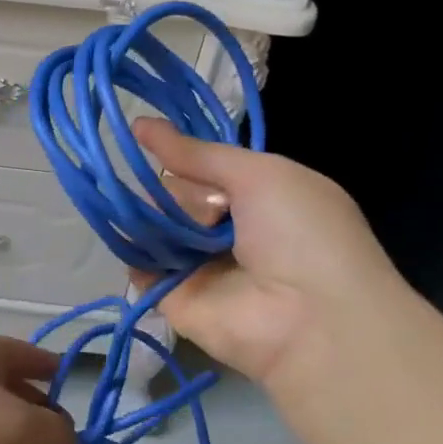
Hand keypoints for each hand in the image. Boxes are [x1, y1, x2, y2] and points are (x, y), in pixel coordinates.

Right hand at [132, 118, 411, 389]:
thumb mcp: (260, 174)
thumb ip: (198, 153)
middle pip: (173, 193)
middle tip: (203, 210)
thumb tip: (139, 123)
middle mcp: (225, 229)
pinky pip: (139, 264)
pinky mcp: (171, 296)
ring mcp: (196, 264)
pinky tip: (132, 236)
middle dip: (176, 191)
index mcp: (256, 197)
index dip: (180, 155)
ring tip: (173, 227)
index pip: (203, 168)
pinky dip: (131, 249)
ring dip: (152, 217)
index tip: (142, 134)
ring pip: (153, 224)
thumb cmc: (300, 234)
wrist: (311, 320)